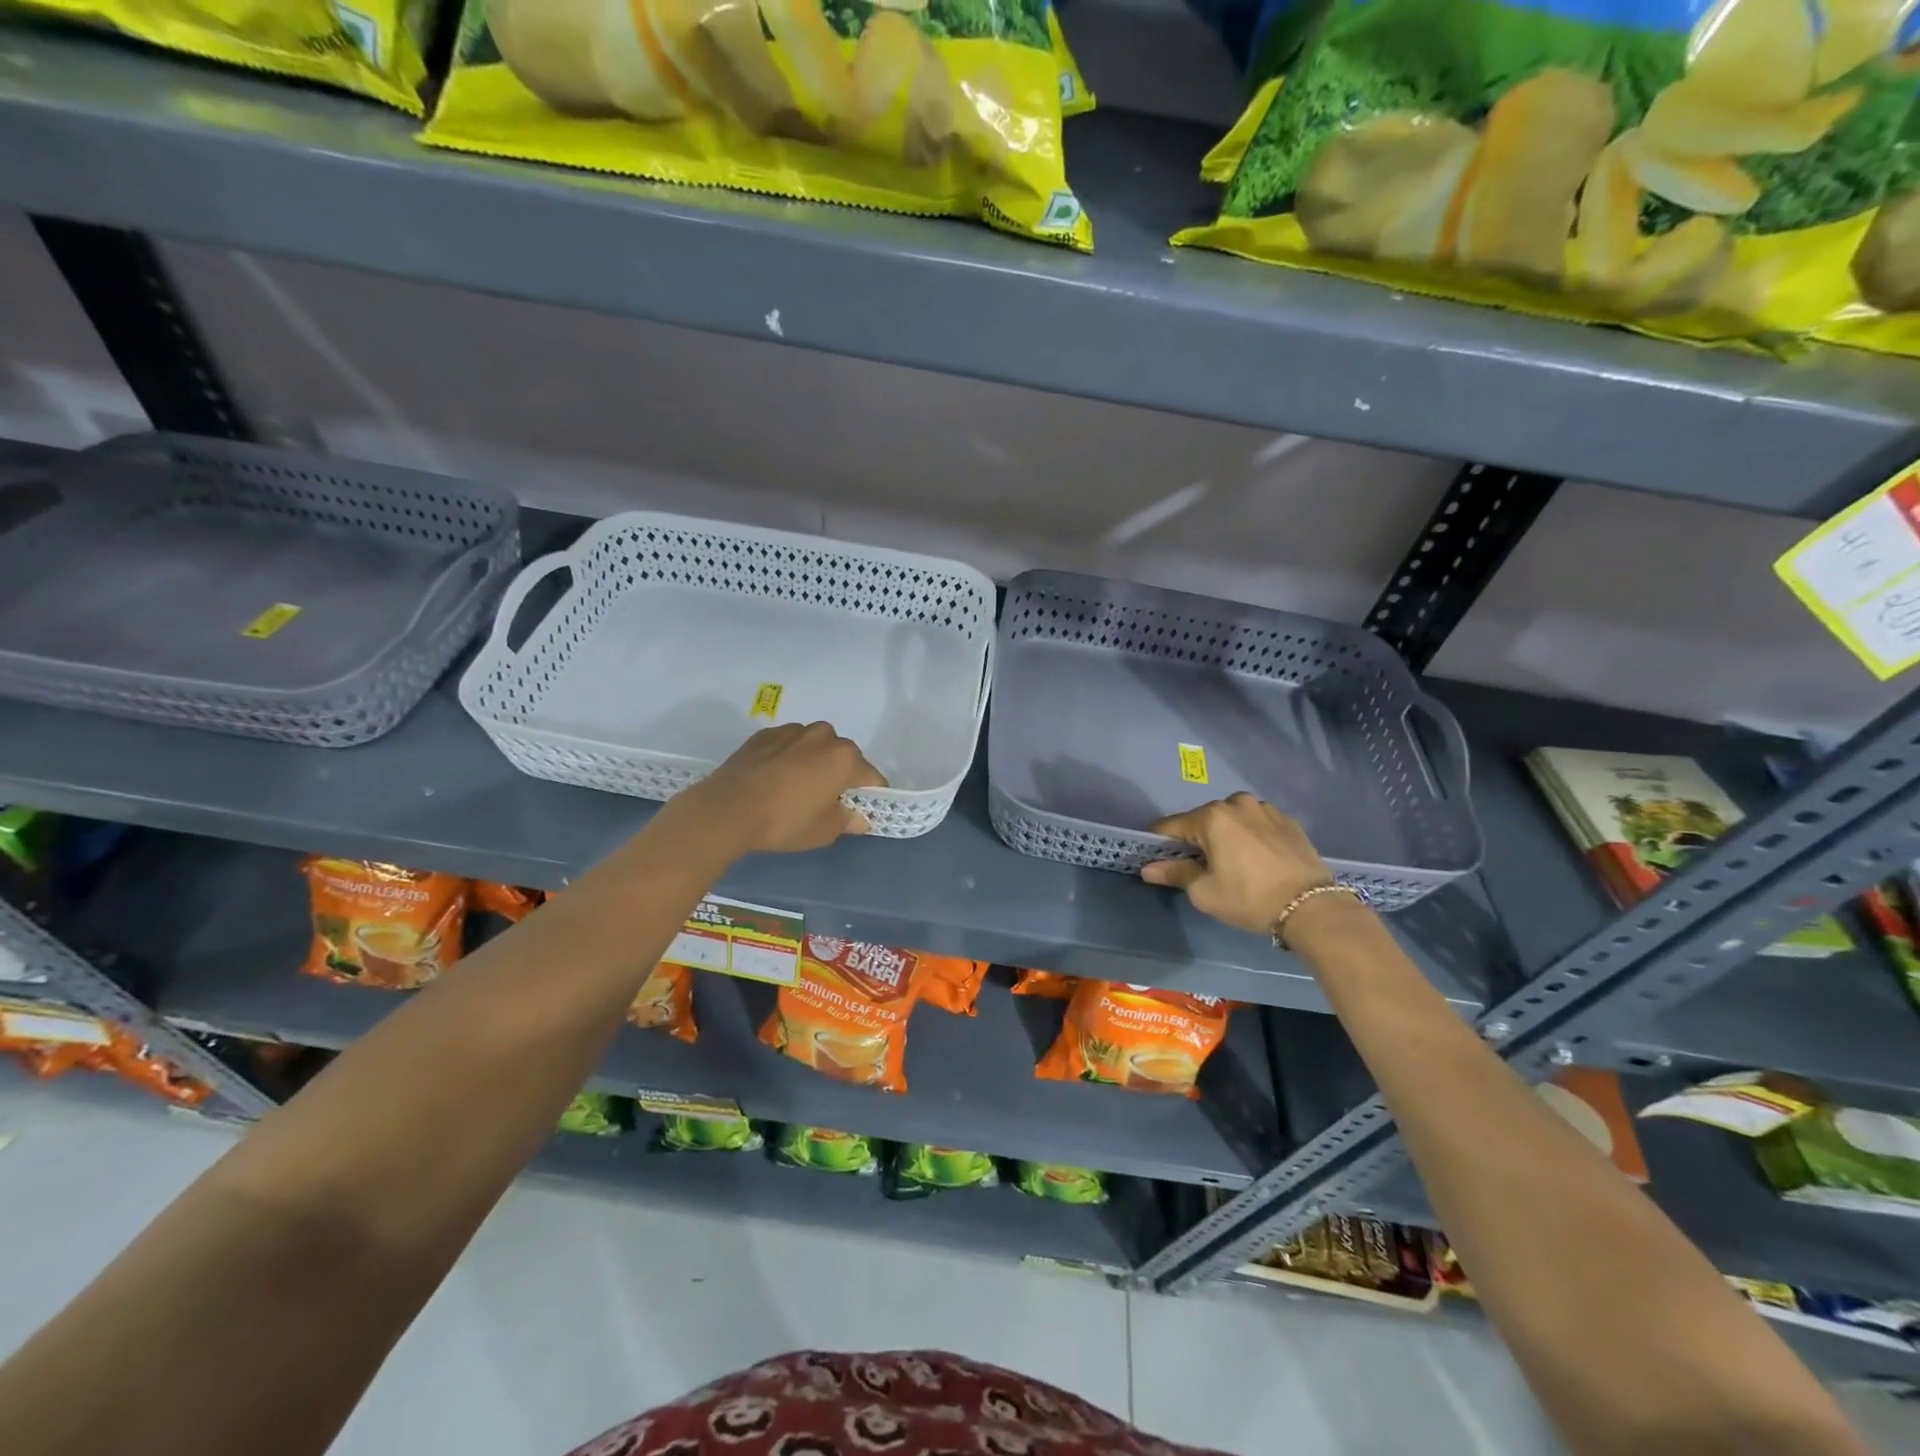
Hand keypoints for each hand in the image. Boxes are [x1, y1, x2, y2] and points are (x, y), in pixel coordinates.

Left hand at [684, 722, 886, 853]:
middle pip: (844, 756)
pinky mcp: (765, 734)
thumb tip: (859, 818)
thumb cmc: (785, 821)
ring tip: (795, 787)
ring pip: (814, 747)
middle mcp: (824, 736)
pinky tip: (774, 779)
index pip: (872, 777)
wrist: (728, 809)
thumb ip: (847, 820)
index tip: (859, 810)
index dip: (870, 795)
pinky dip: (788, 757)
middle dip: (840, 775)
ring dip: (813, 762)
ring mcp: (792, 731)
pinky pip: (788, 745)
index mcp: (845, 757)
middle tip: (825, 801)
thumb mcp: (824, 831)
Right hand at [1141, 793, 1335, 934]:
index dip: (1160, 844)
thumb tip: (1148, 868)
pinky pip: (1256, 824)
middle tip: (1200, 868)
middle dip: (1195, 840)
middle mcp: (1236, 803)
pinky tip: (1257, 860)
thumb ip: (1175, 874)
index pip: (1170, 826)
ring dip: (1225, 836)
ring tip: (1233, 863)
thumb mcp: (1205, 892)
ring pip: (1231, 819)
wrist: (1313, 906)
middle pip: (1202, 820)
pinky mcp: (1288, 820)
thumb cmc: (1249, 898)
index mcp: (1211, 816)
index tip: (1158, 860)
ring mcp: (1265, 809)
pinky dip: (1249, 836)